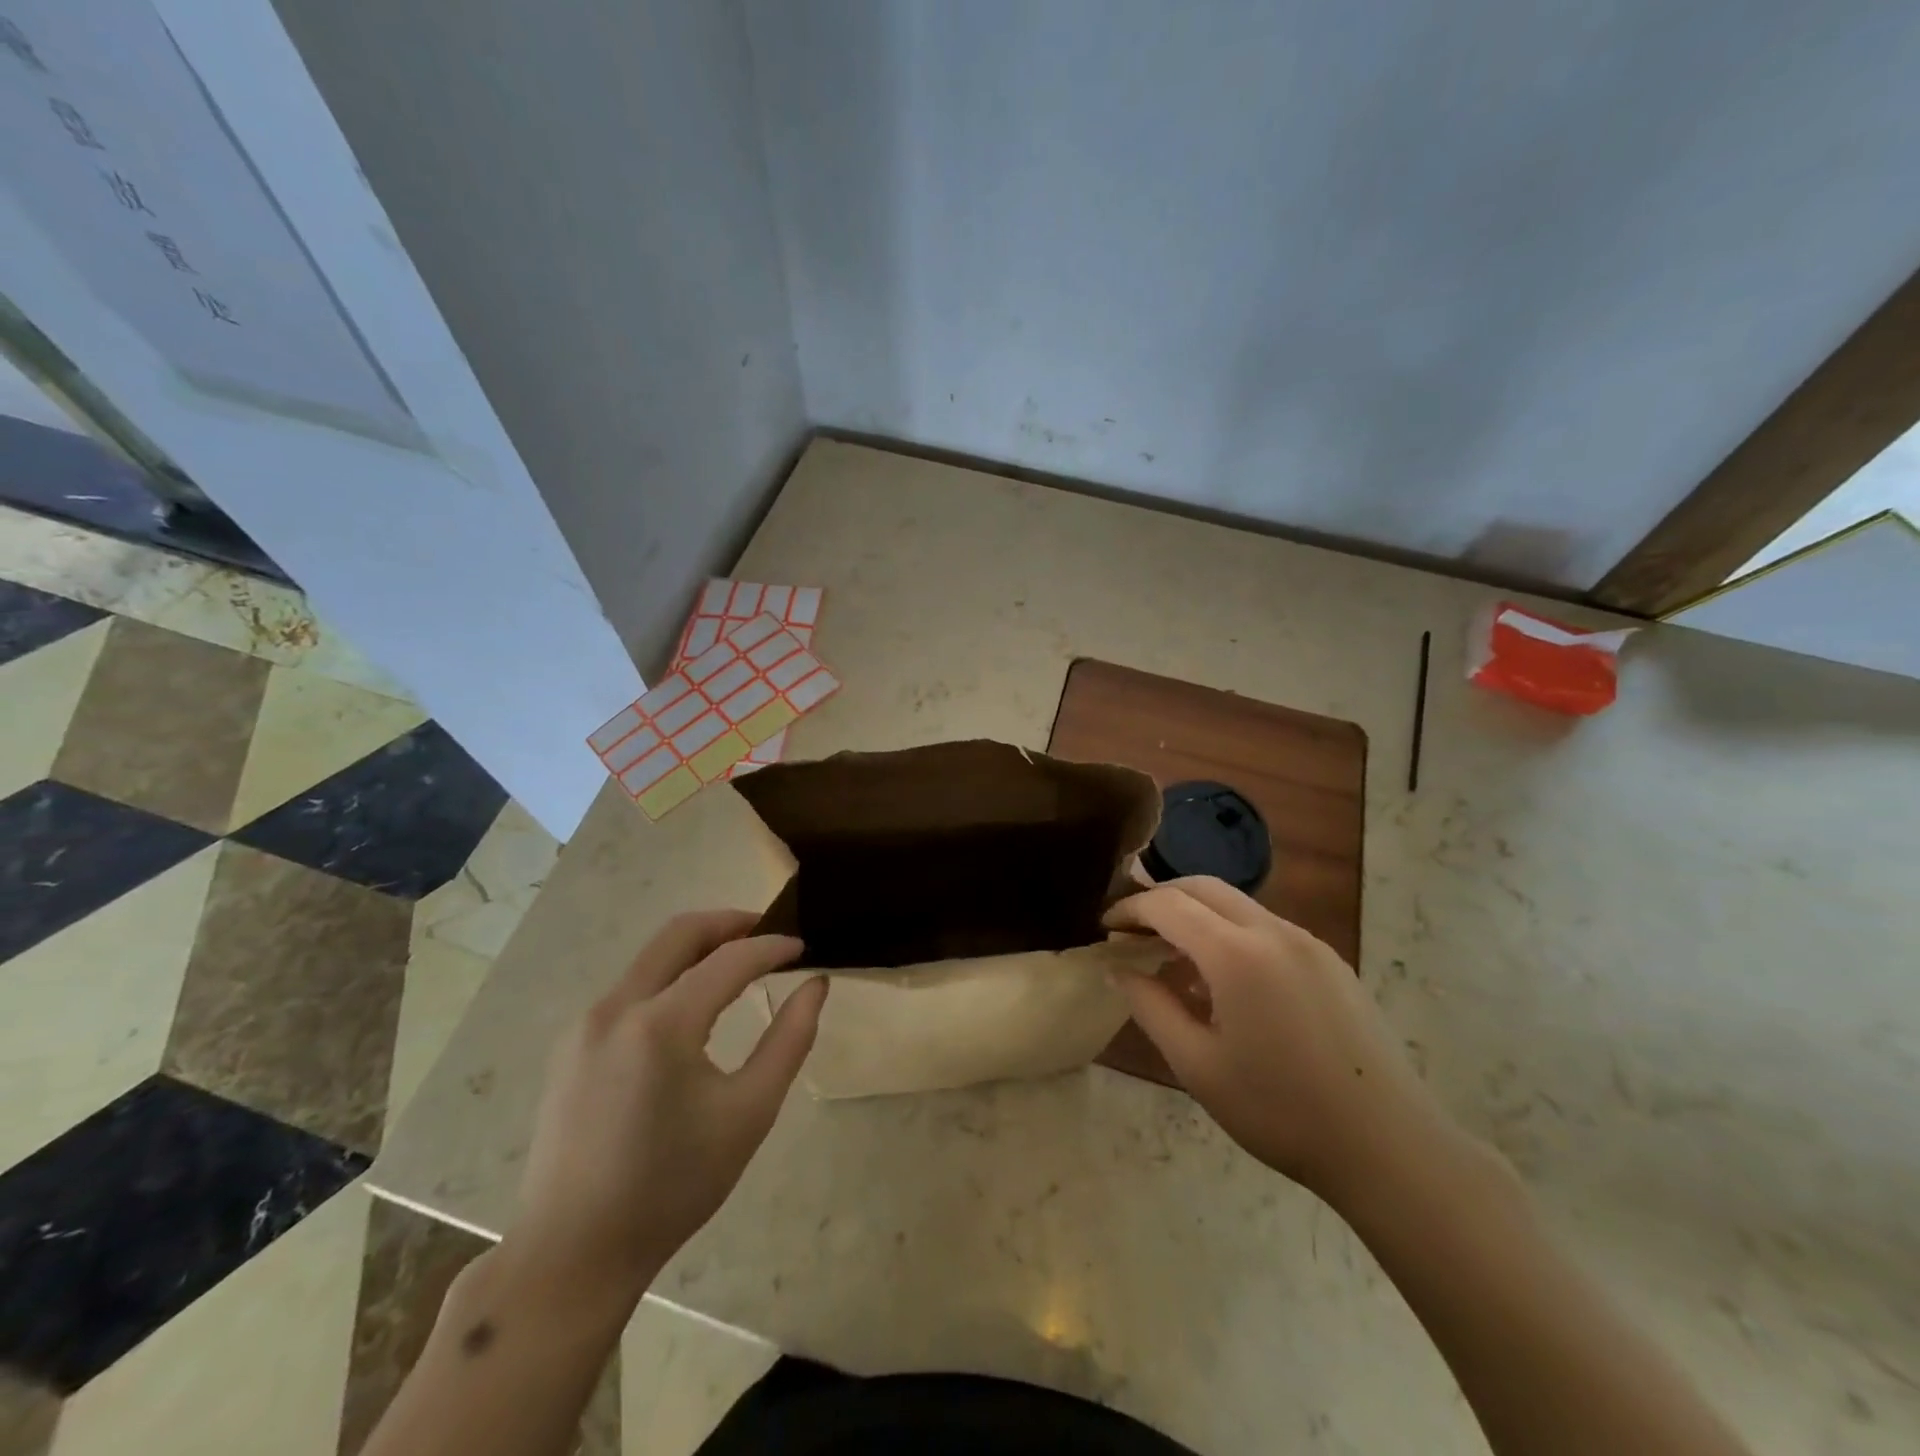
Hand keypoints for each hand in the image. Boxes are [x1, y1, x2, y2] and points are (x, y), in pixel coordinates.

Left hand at [506, 911, 826, 1306]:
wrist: (573, 1253)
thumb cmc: (673, 1186)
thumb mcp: (748, 1113)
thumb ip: (790, 1039)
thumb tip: (816, 984)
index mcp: (661, 1024)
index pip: (729, 959)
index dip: (772, 946)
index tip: (804, 947)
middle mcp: (616, 1007)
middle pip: (679, 933)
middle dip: (730, 923)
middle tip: (769, 934)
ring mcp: (585, 1023)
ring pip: (651, 957)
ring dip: (698, 949)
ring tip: (739, 966)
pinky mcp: (572, 1044)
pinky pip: (631, 987)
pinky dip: (670, 977)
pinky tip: (693, 1007)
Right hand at [1104, 877, 1448, 1209]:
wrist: (1388, 1146)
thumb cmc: (1280, 1110)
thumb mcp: (1197, 1065)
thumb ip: (1149, 1006)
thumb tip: (1117, 968)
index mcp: (1237, 954)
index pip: (1167, 904)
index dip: (1129, 909)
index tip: (1105, 927)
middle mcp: (1274, 931)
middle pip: (1203, 887)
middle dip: (1161, 899)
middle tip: (1133, 931)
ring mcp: (1308, 942)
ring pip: (1237, 905)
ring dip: (1197, 916)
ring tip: (1174, 961)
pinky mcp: (1330, 961)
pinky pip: (1266, 928)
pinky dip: (1231, 934)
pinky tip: (1226, 984)